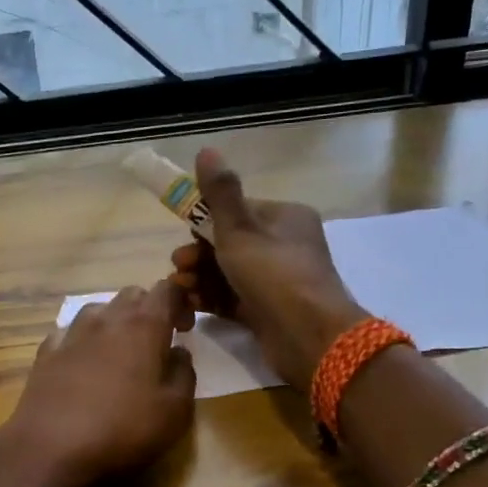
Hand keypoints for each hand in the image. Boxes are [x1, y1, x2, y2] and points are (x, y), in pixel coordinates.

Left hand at [6, 280, 196, 486]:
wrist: (51, 448)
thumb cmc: (123, 429)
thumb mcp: (175, 411)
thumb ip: (184, 375)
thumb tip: (179, 353)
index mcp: (144, 326)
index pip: (167, 290)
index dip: (181, 301)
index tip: (185, 328)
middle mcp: (107, 320)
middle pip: (132, 295)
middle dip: (149, 309)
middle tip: (158, 341)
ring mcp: (72, 334)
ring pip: (98, 309)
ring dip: (115, 321)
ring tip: (121, 350)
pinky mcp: (46, 353)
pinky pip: (70, 332)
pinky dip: (83, 339)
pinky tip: (84, 361)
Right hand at [169, 149, 369, 391]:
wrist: (309, 337)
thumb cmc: (274, 274)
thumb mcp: (240, 230)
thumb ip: (220, 193)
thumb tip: (207, 150)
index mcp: (285, 218)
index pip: (239, 211)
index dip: (207, 223)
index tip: (185, 237)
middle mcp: (284, 246)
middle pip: (231, 243)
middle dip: (199, 254)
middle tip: (178, 268)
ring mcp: (277, 281)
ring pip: (229, 273)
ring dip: (200, 277)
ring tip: (180, 288)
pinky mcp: (268, 311)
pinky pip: (234, 298)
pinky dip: (212, 299)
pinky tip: (191, 304)